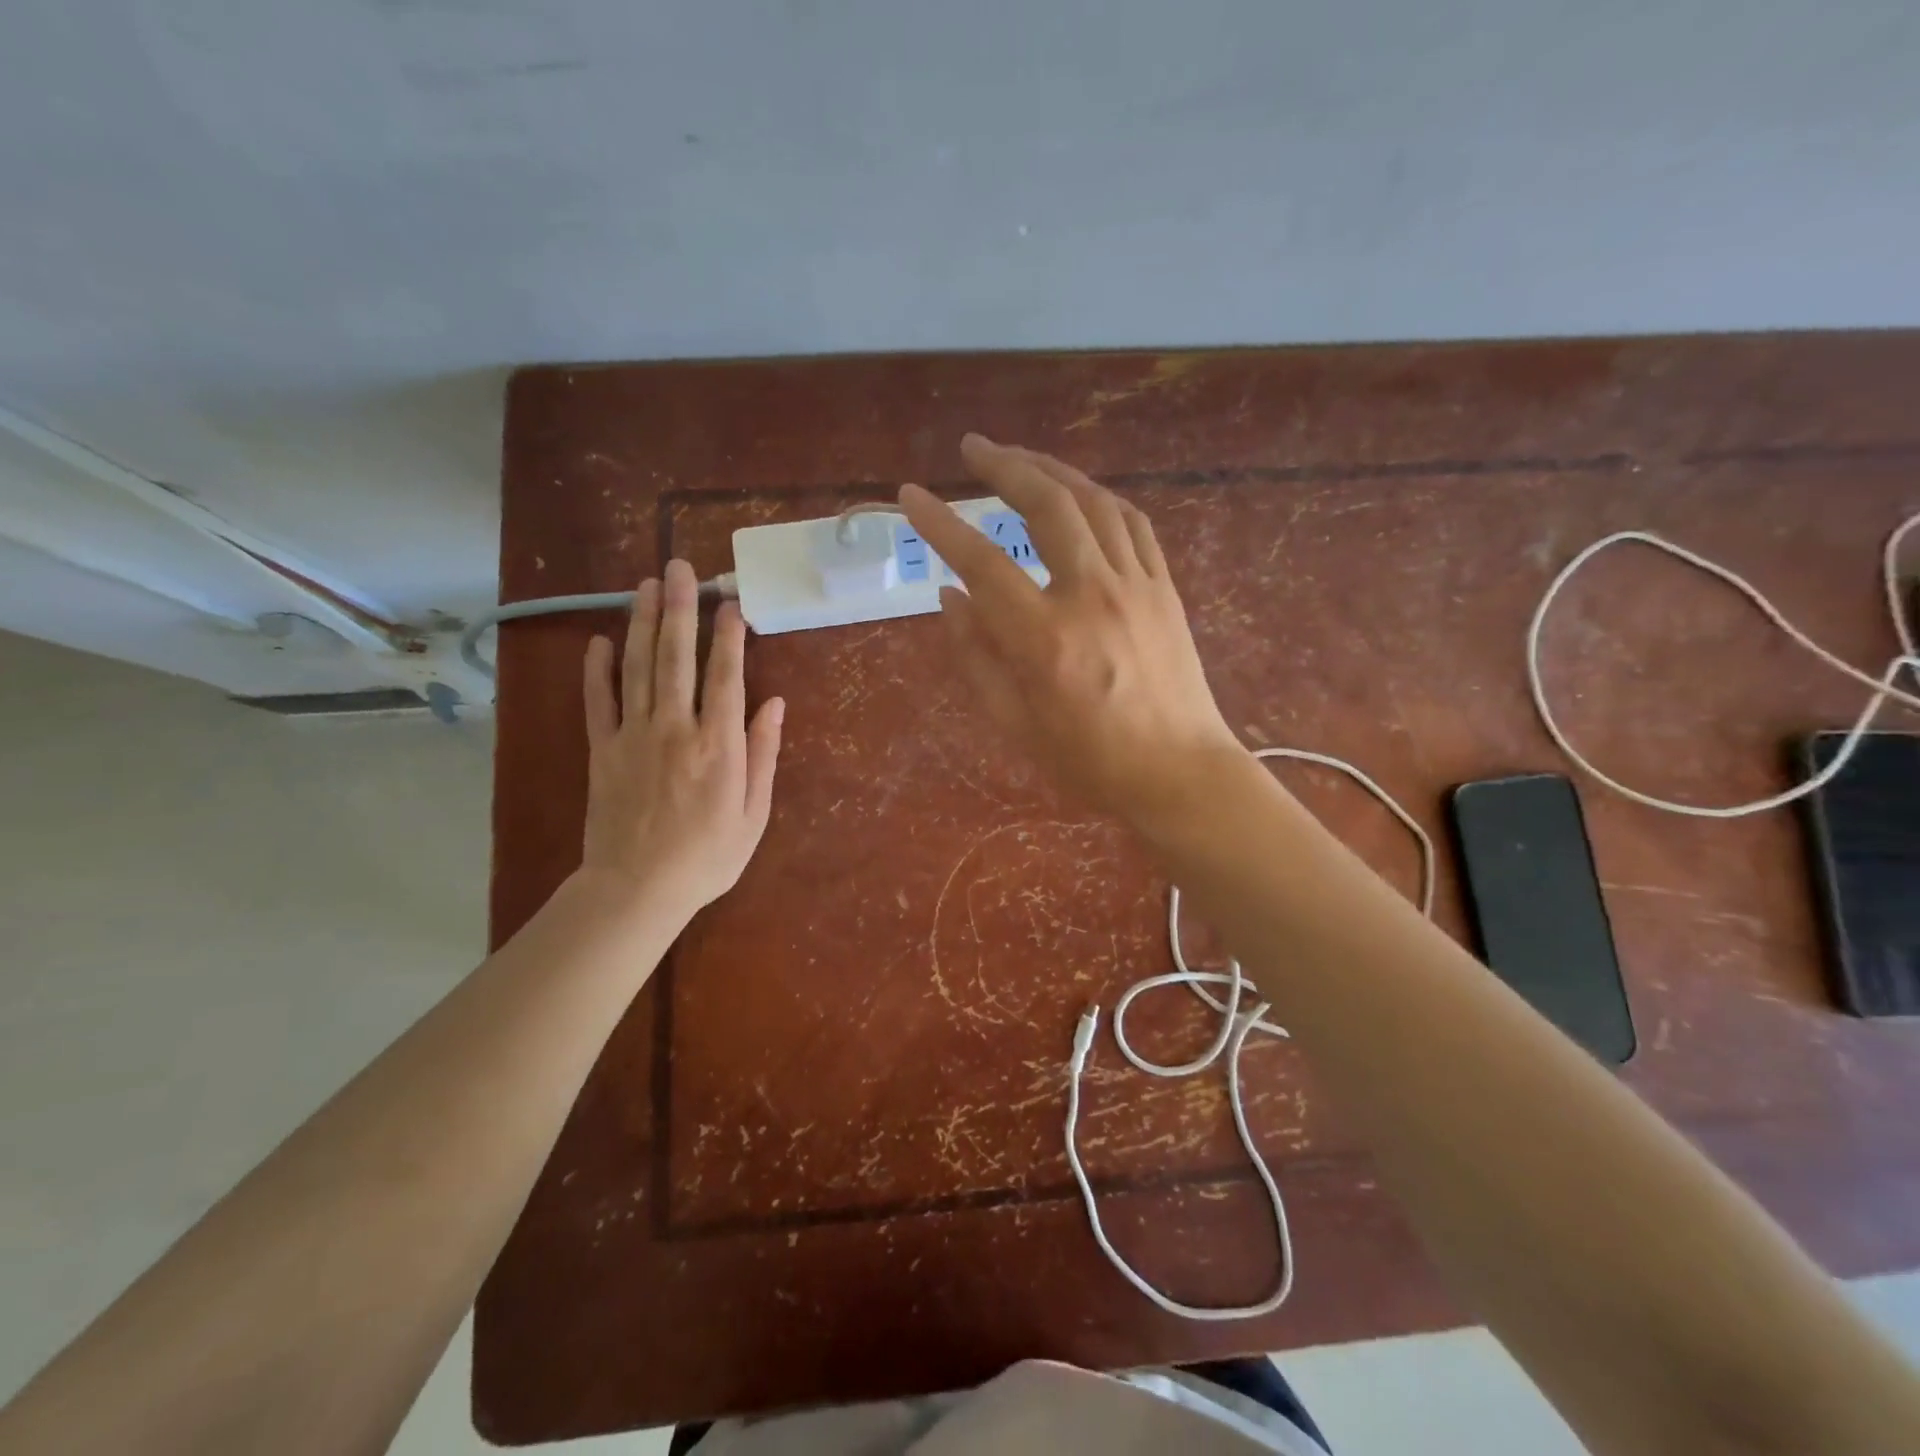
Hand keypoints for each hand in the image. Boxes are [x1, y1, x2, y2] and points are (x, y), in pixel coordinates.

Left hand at [578, 560, 784, 915]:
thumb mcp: (753, 814)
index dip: (728, 636)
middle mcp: (674, 728)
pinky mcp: (601, 749)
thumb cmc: (706, 857)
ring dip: (642, 622)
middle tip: (680, 567)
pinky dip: (597, 669)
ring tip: (647, 584)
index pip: (725, 676)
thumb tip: (774, 703)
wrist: (636, 890)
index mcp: (718, 745)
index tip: (730, 602)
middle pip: (676, 657)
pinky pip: (597, 701)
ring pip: (637, 667)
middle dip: (680, 608)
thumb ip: (763, 754)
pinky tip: (600, 640)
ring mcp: (632, 735)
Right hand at [898, 434, 1244, 824]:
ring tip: (1019, 458)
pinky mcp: (1164, 588)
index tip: (910, 494)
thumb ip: (975, 656)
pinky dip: (1098, 498)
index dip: (940, 523)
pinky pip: (1132, 523)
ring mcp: (1136, 585)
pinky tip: (1079, 494)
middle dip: (1004, 465)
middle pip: (1046, 505)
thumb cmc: (1089, 761)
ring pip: (1093, 502)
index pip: (981, 562)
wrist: (1179, 773)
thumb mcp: (1014, 723)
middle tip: (973, 446)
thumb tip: (949, 596)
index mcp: (1044, 638)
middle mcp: (1091, 595)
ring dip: (1052, 469)